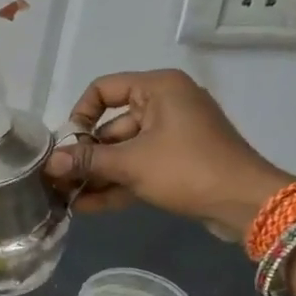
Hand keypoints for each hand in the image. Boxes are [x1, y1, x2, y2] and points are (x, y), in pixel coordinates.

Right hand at [45, 70, 292, 237]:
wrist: (246, 204)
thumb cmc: (187, 169)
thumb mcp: (132, 163)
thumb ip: (88, 160)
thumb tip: (49, 163)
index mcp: (158, 88)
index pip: (103, 89)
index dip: (79, 115)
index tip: (68, 144)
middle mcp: (165, 104)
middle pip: (111, 126)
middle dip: (85, 156)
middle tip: (58, 180)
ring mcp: (172, 135)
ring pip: (123, 151)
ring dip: (97, 175)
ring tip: (66, 199)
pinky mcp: (176, 162)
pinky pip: (138, 167)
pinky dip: (117, 184)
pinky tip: (87, 207)